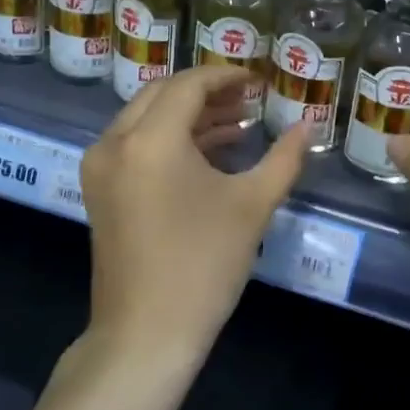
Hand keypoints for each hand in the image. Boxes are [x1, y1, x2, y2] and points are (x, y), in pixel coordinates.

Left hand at [80, 64, 309, 362]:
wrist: (145, 334)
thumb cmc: (203, 265)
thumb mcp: (252, 206)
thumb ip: (284, 158)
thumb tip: (310, 126)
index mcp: (150, 139)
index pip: (189, 85)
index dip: (227, 76)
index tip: (259, 81)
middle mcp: (115, 141)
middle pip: (163, 93)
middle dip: (207, 92)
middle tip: (248, 99)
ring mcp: (101, 166)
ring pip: (146, 118)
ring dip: (189, 115)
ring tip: (237, 124)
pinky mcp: (100, 189)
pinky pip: (135, 144)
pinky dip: (169, 139)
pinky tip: (208, 152)